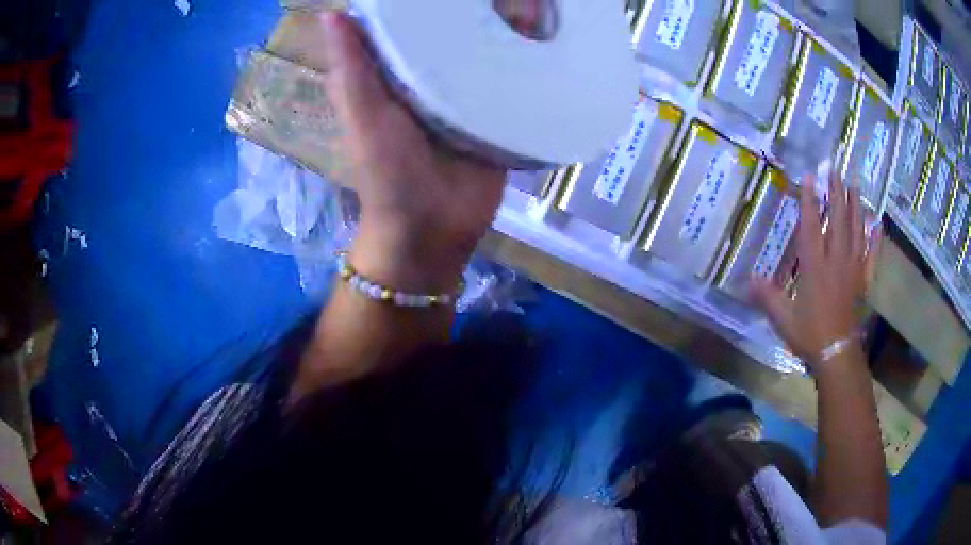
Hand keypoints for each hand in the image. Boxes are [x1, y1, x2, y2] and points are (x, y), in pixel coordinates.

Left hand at [320, 13, 505, 292]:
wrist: (434, 229)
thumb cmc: (389, 174)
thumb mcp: (364, 116)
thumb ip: (352, 68)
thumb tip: (331, 12)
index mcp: (391, 74)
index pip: (400, 24)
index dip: (413, 1)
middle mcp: (427, 77)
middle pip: (445, 33)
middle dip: (466, 11)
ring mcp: (464, 93)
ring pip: (480, 51)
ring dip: (498, 29)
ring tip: (523, 4)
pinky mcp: (493, 111)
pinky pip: (507, 79)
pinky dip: (520, 60)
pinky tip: (541, 36)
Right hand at [753, 175, 881, 366]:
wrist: (837, 354)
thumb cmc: (810, 335)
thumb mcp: (783, 318)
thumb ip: (767, 297)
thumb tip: (747, 280)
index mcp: (815, 267)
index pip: (812, 226)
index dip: (810, 201)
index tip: (810, 177)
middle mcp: (836, 261)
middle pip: (838, 220)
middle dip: (836, 193)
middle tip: (835, 170)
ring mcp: (852, 269)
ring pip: (856, 231)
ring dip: (855, 206)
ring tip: (854, 185)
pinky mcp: (862, 280)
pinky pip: (871, 254)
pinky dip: (875, 238)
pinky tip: (877, 223)